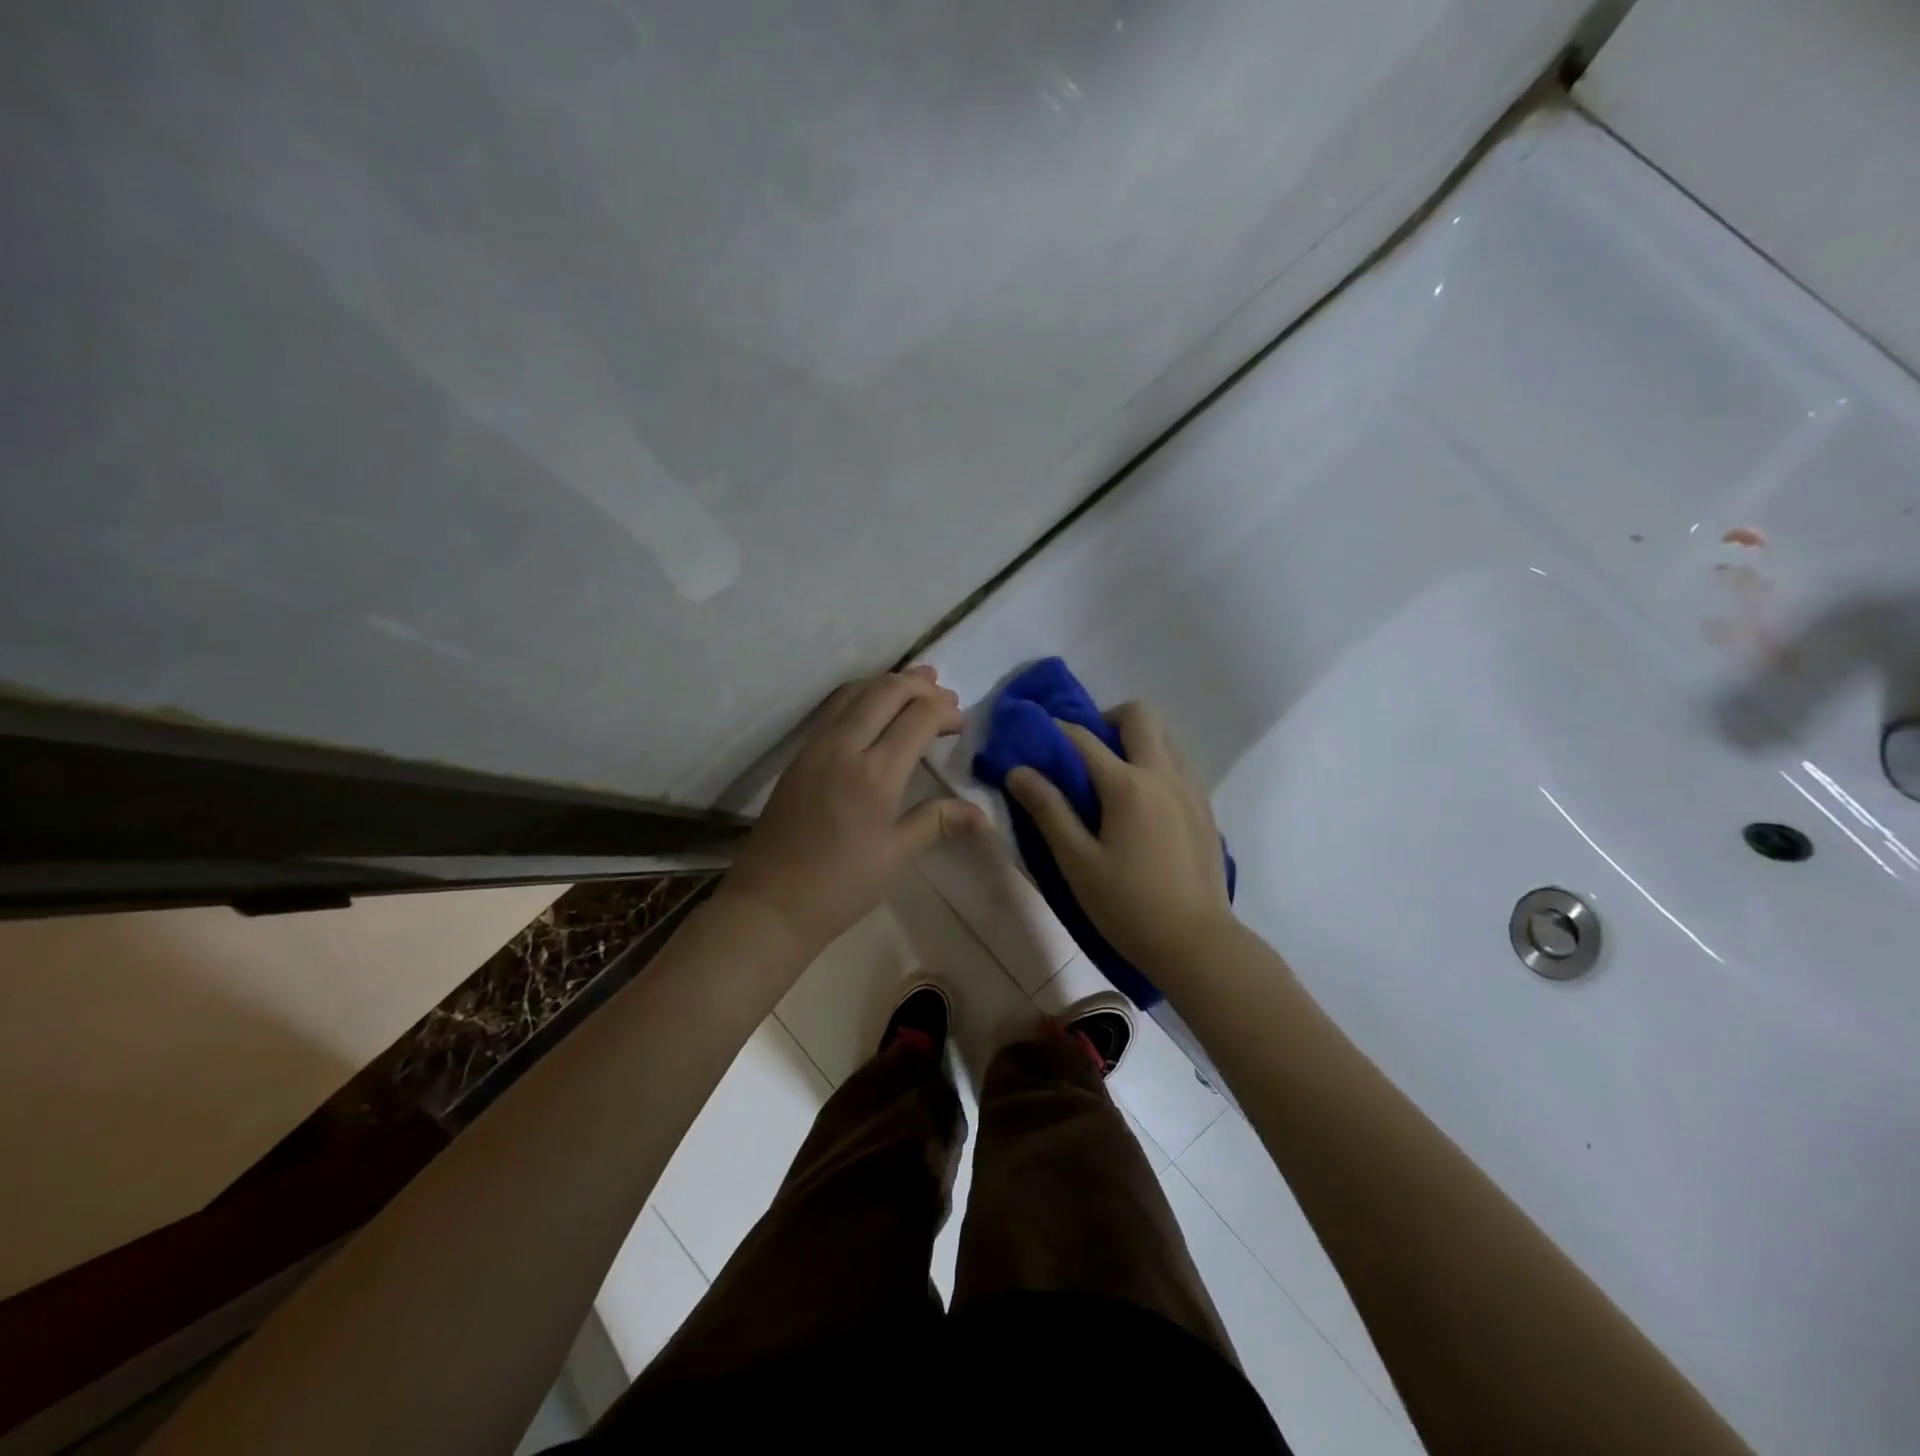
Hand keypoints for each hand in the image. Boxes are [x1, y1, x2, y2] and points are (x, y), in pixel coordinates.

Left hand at [719, 666, 984, 955]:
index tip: (962, 723)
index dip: (945, 712)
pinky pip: (835, 708)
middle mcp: (843, 748)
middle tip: (946, 695)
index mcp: (874, 774)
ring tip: (918, 683)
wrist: (770, 904)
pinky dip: (863, 696)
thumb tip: (981, 814)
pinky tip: (876, 707)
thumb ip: (937, 823)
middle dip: (920, 686)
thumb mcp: (894, 857)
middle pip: (885, 692)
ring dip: (889, 683)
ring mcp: (816, 747)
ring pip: (855, 692)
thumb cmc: (839, 887)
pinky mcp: (799, 756)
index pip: (918, 718)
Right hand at [1005, 702, 1233, 973]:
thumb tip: (1018, 771)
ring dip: (1135, 741)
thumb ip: (1048, 810)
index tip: (1035, 735)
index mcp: (1128, 785)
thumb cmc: (1128, 905)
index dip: (1055, 730)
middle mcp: (1164, 774)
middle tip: (1085, 753)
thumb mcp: (1077, 862)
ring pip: (1165, 737)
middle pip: (1140, 715)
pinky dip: (1155, 765)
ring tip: (1112, 779)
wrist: (1197, 943)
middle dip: (1107, 720)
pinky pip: (1179, 764)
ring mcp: (1191, 789)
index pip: (1084, 738)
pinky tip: (1141, 806)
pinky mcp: (1206, 808)